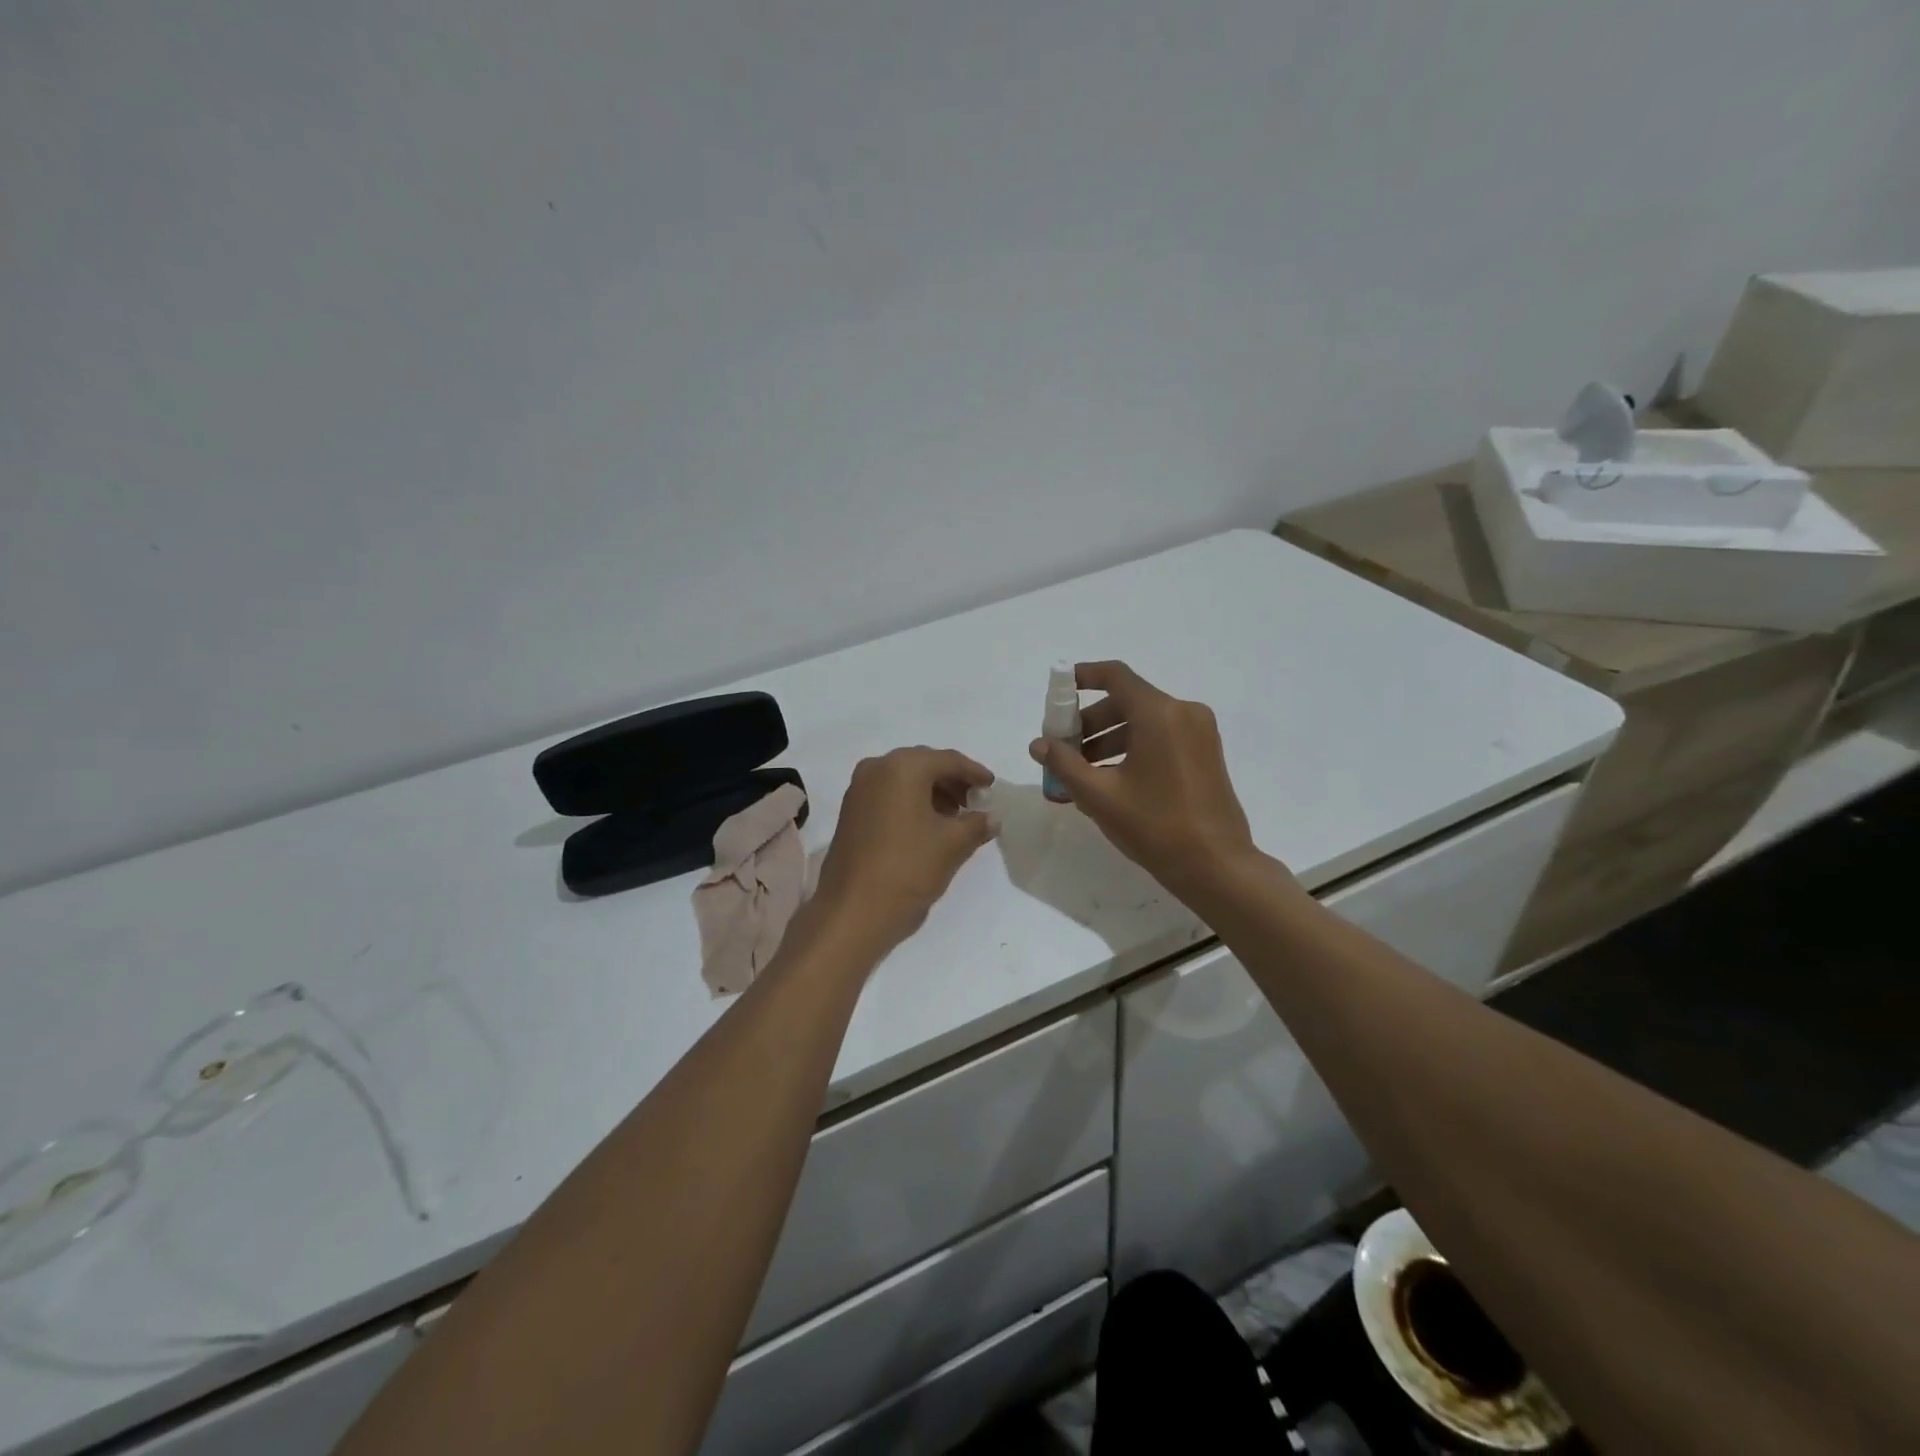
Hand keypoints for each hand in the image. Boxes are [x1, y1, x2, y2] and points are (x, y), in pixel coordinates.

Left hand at [811, 747, 996, 951]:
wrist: (853, 911)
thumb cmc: (908, 868)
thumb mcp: (952, 845)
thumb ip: (976, 825)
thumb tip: (991, 819)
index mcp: (903, 767)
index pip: (947, 760)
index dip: (974, 772)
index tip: (991, 786)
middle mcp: (876, 768)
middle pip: (923, 764)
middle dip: (951, 781)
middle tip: (975, 801)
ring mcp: (859, 789)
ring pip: (904, 779)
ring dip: (931, 792)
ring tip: (955, 817)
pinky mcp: (850, 811)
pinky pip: (888, 794)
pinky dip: (911, 802)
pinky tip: (928, 825)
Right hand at [1029, 661, 1282, 900]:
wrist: (1216, 866)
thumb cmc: (1155, 825)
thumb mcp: (1099, 795)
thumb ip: (1064, 764)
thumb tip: (1038, 745)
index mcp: (1159, 714)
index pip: (1116, 676)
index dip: (1084, 677)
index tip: (1060, 690)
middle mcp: (1184, 713)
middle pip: (1127, 701)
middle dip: (1091, 721)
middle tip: (1065, 749)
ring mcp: (1200, 733)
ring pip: (1144, 721)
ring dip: (1110, 738)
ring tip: (1083, 771)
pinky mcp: (1206, 753)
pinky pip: (1162, 736)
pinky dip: (1134, 747)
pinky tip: (1113, 779)